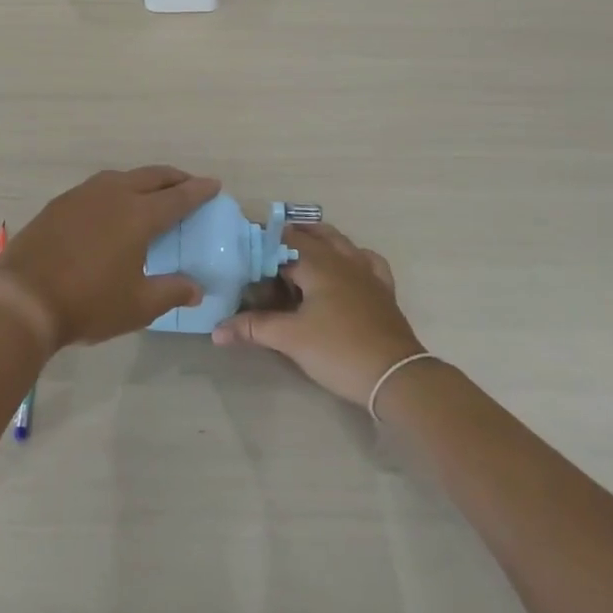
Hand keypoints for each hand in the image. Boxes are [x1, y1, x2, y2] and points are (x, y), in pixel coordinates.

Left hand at [0, 166, 219, 350]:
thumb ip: (171, 292)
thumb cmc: (88, 303)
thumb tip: (196, 289)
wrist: (23, 298)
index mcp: (139, 215)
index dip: (198, 191)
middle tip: (189, 184)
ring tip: (152, 192)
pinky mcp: (60, 203)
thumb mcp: (138, 305)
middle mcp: (113, 194)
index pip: (178, 197)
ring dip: (143, 180)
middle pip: (151, 177)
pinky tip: (112, 205)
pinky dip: (116, 189)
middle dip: (174, 178)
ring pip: (122, 177)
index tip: (214, 184)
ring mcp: (83, 195)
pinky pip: (98, 187)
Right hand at [212, 222, 424, 404]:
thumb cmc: (339, 351)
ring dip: (319, 239)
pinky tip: (346, 267)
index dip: (262, 242)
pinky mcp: (383, 291)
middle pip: (313, 235)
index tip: (242, 246)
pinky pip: (367, 261)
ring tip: (299, 250)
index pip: (283, 242)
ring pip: (341, 242)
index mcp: (318, 264)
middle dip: (289, 237)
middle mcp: (343, 260)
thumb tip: (216, 330)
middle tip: (266, 249)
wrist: (397, 377)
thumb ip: (253, 328)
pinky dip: (352, 256)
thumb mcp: (290, 339)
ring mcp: (366, 273)